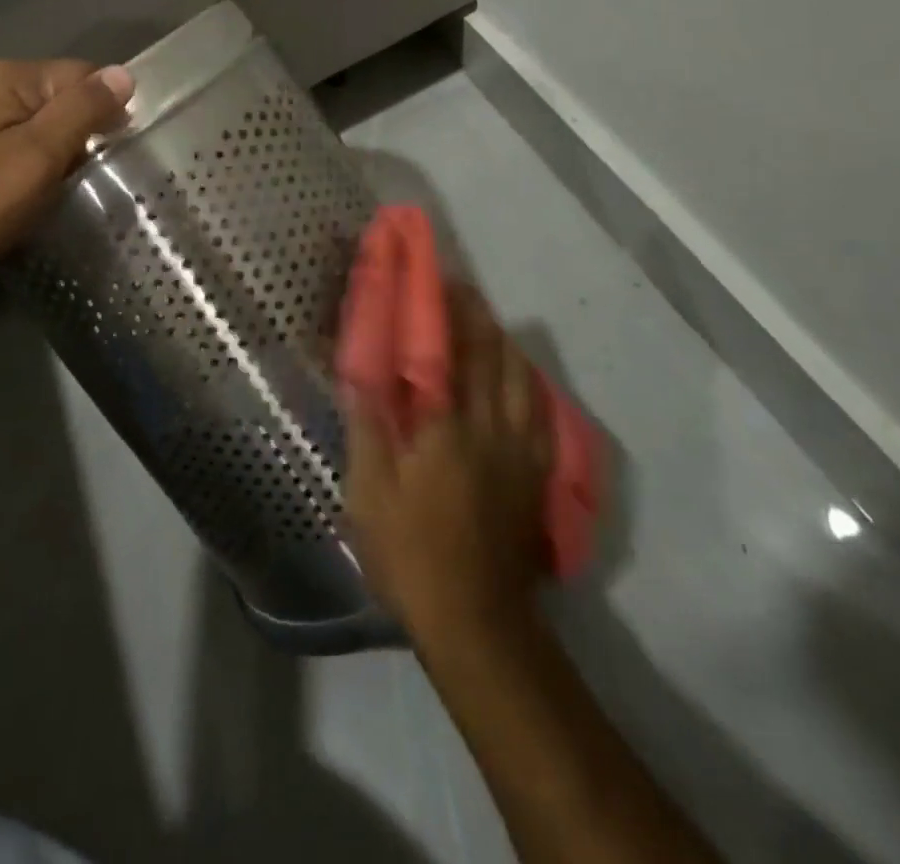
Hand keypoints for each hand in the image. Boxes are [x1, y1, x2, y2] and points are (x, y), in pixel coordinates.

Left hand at [0, 59, 133, 271]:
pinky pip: (30, 138)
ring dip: (67, 149)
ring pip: (51, 121)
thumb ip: (83, 110)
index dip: (108, 109)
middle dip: (88, 131)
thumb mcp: (39, 153)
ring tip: (71, 183)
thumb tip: (124, 75)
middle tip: (93, 173)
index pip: (84, 74)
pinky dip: (46, 159)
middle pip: (67, 96)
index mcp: (11, 76)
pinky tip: (45, 186)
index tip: (117, 151)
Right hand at [344, 284, 554, 650]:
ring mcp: (521, 452)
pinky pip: (541, 412)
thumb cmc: (411, 552)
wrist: (475, 620)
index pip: (450, 352)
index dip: (444, 310)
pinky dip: (529, 382)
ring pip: (524, 380)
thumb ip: (367, 424)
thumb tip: (358, 369)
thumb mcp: (370, 491)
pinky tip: (521, 378)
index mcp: (448, 426)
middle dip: (478, 315)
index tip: (436, 279)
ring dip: (506, 343)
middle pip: (494, 356)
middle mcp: (492, 428)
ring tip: (488, 324)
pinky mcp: (535, 476)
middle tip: (462, 290)